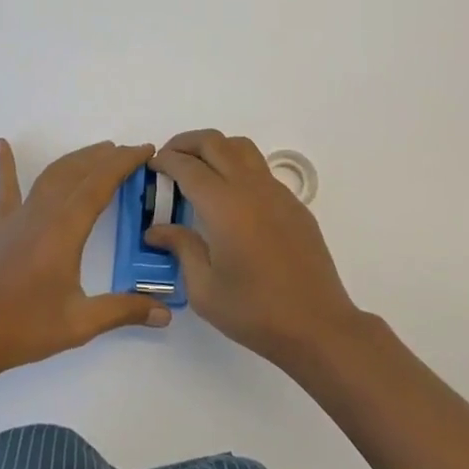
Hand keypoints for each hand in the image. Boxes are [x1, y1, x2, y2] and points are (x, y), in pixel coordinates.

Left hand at [0, 138, 170, 378]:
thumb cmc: (23, 328)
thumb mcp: (80, 324)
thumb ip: (123, 311)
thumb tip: (165, 314)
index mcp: (65, 230)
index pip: (100, 184)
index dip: (124, 163)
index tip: (145, 150)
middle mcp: (42, 213)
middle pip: (77, 172)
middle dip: (105, 157)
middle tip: (129, 151)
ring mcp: (16, 217)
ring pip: (50, 175)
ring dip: (76, 159)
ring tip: (98, 150)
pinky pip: (5, 188)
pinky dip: (5, 164)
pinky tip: (0, 145)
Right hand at [147, 129, 362, 366]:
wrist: (317, 325)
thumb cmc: (255, 311)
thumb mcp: (205, 289)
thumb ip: (181, 248)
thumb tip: (157, 229)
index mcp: (224, 206)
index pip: (188, 166)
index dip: (165, 160)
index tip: (151, 165)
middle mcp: (251, 188)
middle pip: (214, 143)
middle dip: (186, 143)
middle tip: (168, 159)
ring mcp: (277, 193)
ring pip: (242, 148)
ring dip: (215, 148)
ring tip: (198, 169)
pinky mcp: (294, 204)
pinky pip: (260, 170)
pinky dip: (238, 167)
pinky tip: (230, 198)